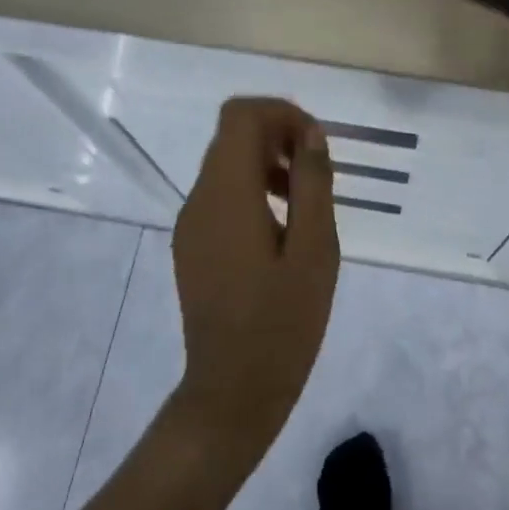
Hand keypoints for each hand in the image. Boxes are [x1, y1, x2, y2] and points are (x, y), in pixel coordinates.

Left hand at [167, 98, 338, 462]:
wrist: (230, 396)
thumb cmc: (281, 324)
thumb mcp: (315, 250)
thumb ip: (312, 183)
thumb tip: (310, 135)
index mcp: (226, 194)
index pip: (241, 115)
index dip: (282, 114)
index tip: (315, 145)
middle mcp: (200, 198)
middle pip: (233, 134)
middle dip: (278, 136)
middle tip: (317, 172)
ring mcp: (191, 222)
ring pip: (227, 162)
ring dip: (268, 162)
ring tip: (305, 201)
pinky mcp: (192, 244)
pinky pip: (221, 193)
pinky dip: (252, 188)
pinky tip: (282, 228)